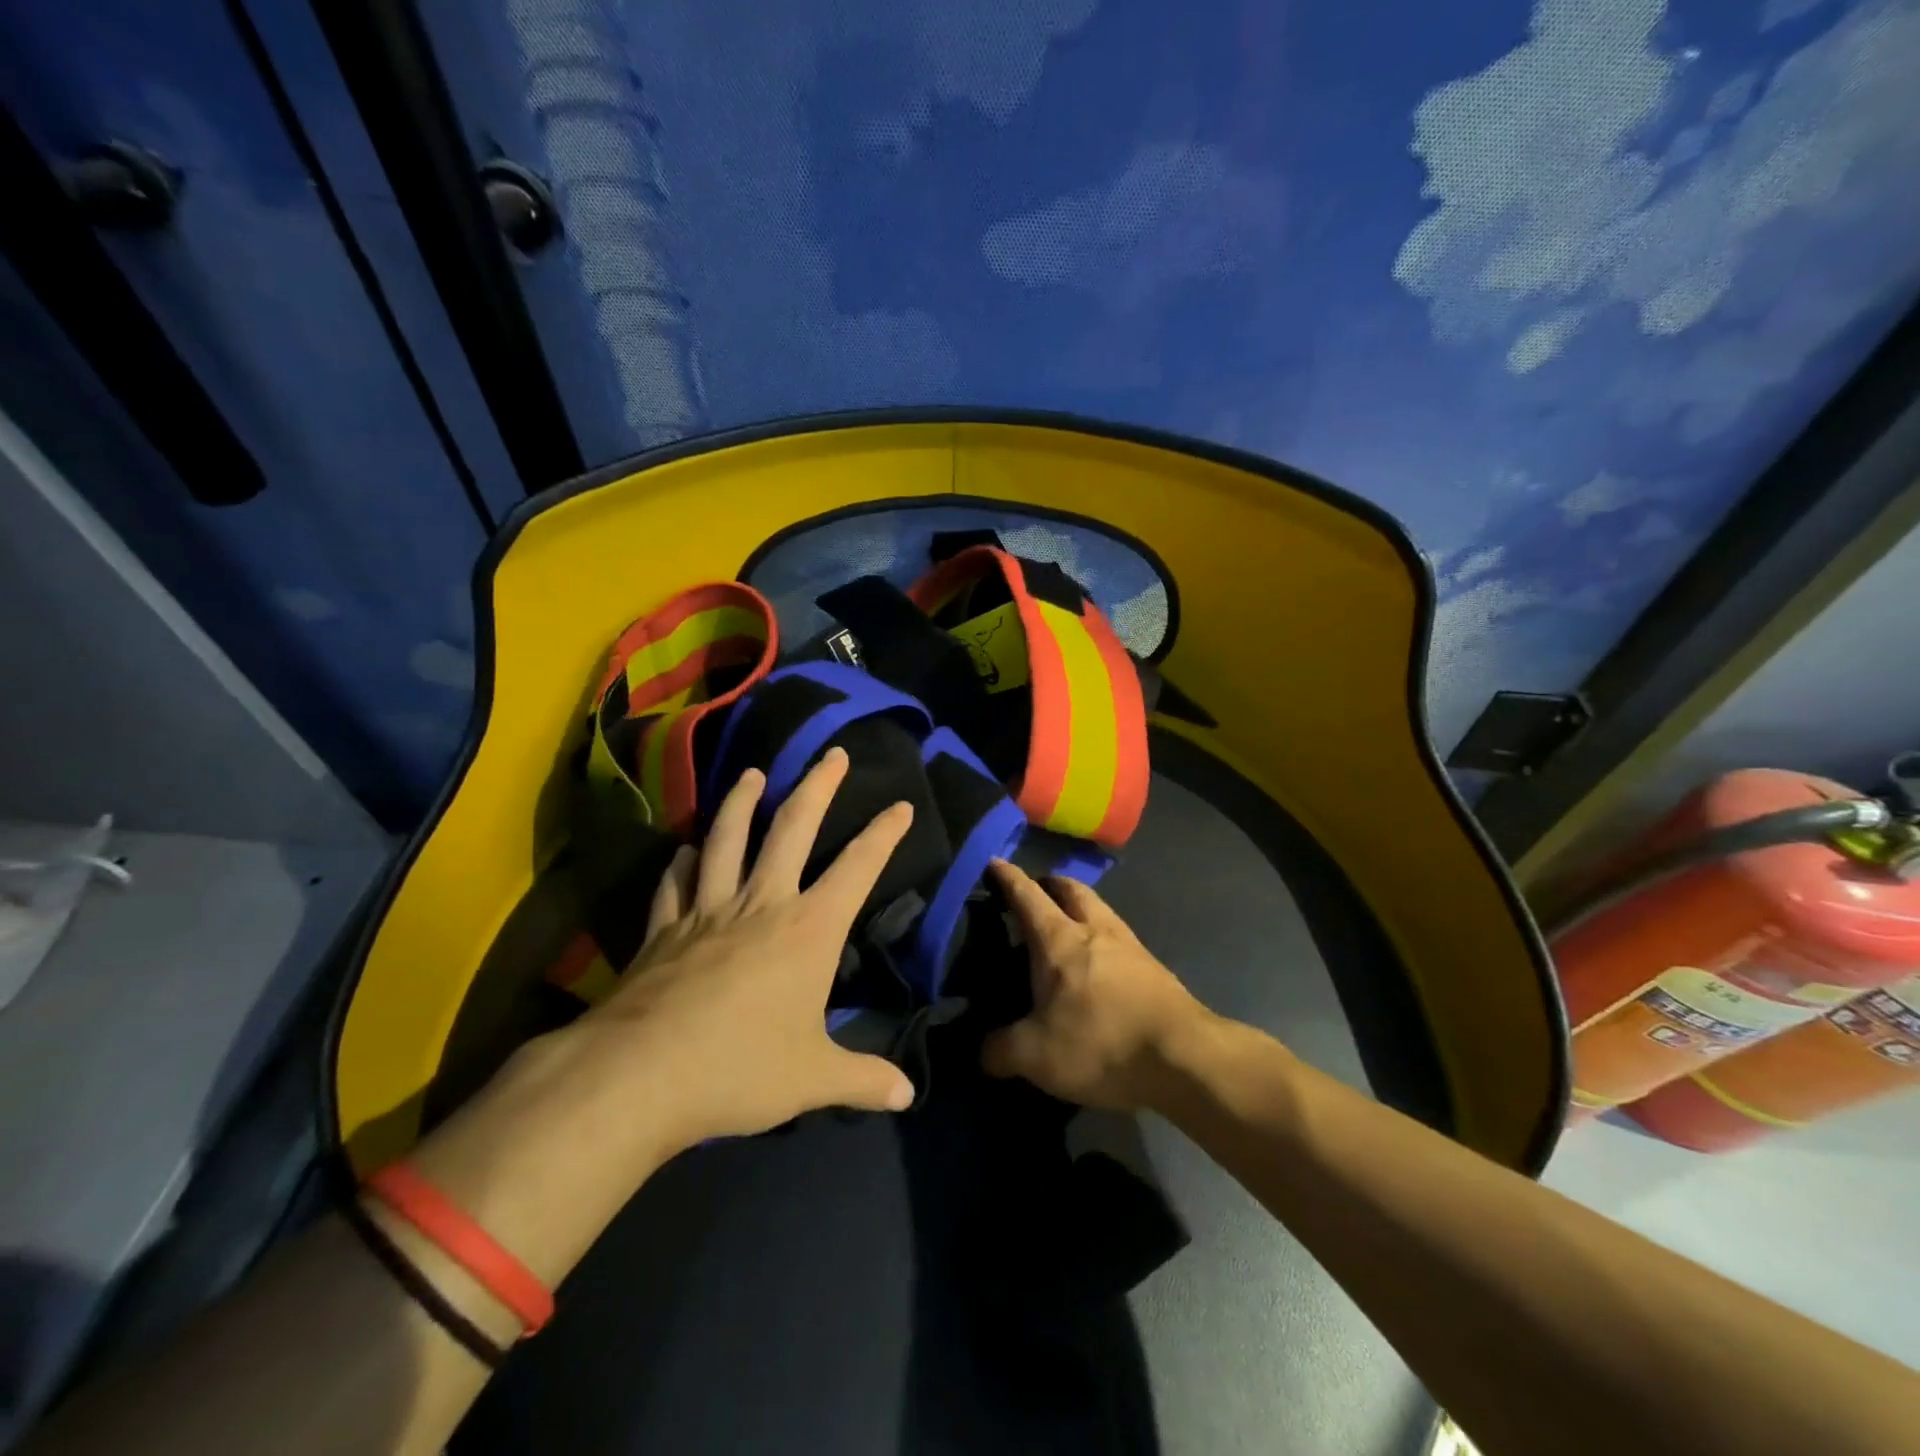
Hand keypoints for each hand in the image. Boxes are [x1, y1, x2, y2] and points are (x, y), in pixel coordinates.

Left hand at [573, 747, 916, 1149]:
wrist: (641, 1076)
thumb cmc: (741, 1069)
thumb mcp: (814, 1079)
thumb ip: (862, 1079)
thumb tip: (907, 1095)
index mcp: (808, 929)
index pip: (857, 868)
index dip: (884, 834)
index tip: (901, 805)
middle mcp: (761, 904)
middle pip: (792, 828)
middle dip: (817, 786)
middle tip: (833, 754)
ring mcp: (707, 911)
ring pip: (726, 839)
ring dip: (742, 803)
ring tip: (752, 773)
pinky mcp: (664, 929)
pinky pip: (675, 884)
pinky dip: (682, 863)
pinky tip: (684, 850)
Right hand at [980, 860, 1213, 1111]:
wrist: (1185, 1057)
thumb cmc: (1101, 1043)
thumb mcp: (1035, 1056)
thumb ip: (1000, 1050)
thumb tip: (984, 1051)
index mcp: (1059, 940)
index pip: (1027, 895)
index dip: (1008, 878)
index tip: (995, 861)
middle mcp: (1095, 930)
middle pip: (1072, 890)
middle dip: (1051, 884)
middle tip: (1036, 892)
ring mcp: (1130, 946)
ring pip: (1100, 910)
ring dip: (1081, 908)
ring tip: (1067, 928)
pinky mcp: (1154, 969)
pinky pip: (1120, 939)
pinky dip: (1103, 939)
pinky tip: (1100, 966)